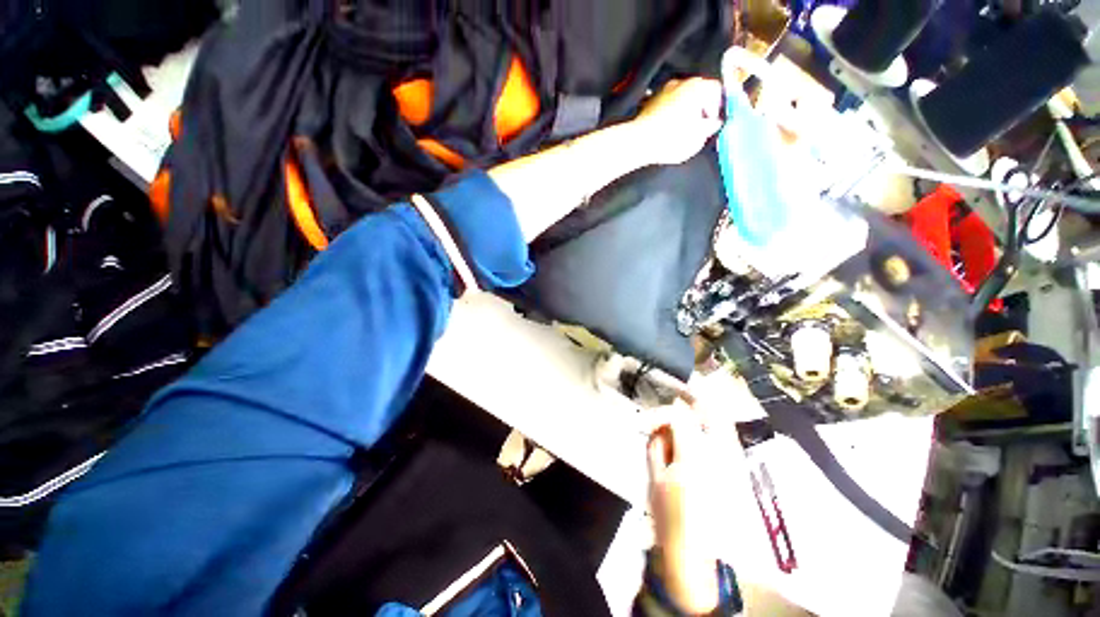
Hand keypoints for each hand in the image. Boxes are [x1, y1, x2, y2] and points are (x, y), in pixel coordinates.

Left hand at [631, 78, 723, 165]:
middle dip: (700, 108)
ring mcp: (663, 91)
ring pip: (680, 98)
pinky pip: (666, 106)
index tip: (712, 122)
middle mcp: (680, 83)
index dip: (717, 107)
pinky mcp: (649, 102)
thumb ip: (709, 129)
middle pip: (697, 92)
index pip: (716, 90)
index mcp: (697, 87)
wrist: (639, 142)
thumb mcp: (697, 139)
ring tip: (681, 131)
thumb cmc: (670, 140)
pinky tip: (667, 131)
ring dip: (683, 111)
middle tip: (698, 127)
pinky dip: (669, 115)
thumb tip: (713, 124)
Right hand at [643, 399, 726, 613]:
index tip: (645, 423)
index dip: (659, 413)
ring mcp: (735, 462)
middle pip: (711, 410)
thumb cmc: (672, 519)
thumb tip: (660, 425)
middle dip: (691, 397)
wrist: (702, 561)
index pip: (678, 415)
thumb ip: (656, 444)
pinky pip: (727, 437)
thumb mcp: (655, 479)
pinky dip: (712, 427)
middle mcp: (721, 453)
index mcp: (695, 456)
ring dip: (703, 410)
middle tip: (675, 396)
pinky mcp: (739, 471)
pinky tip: (698, 432)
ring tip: (685, 412)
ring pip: (723, 421)